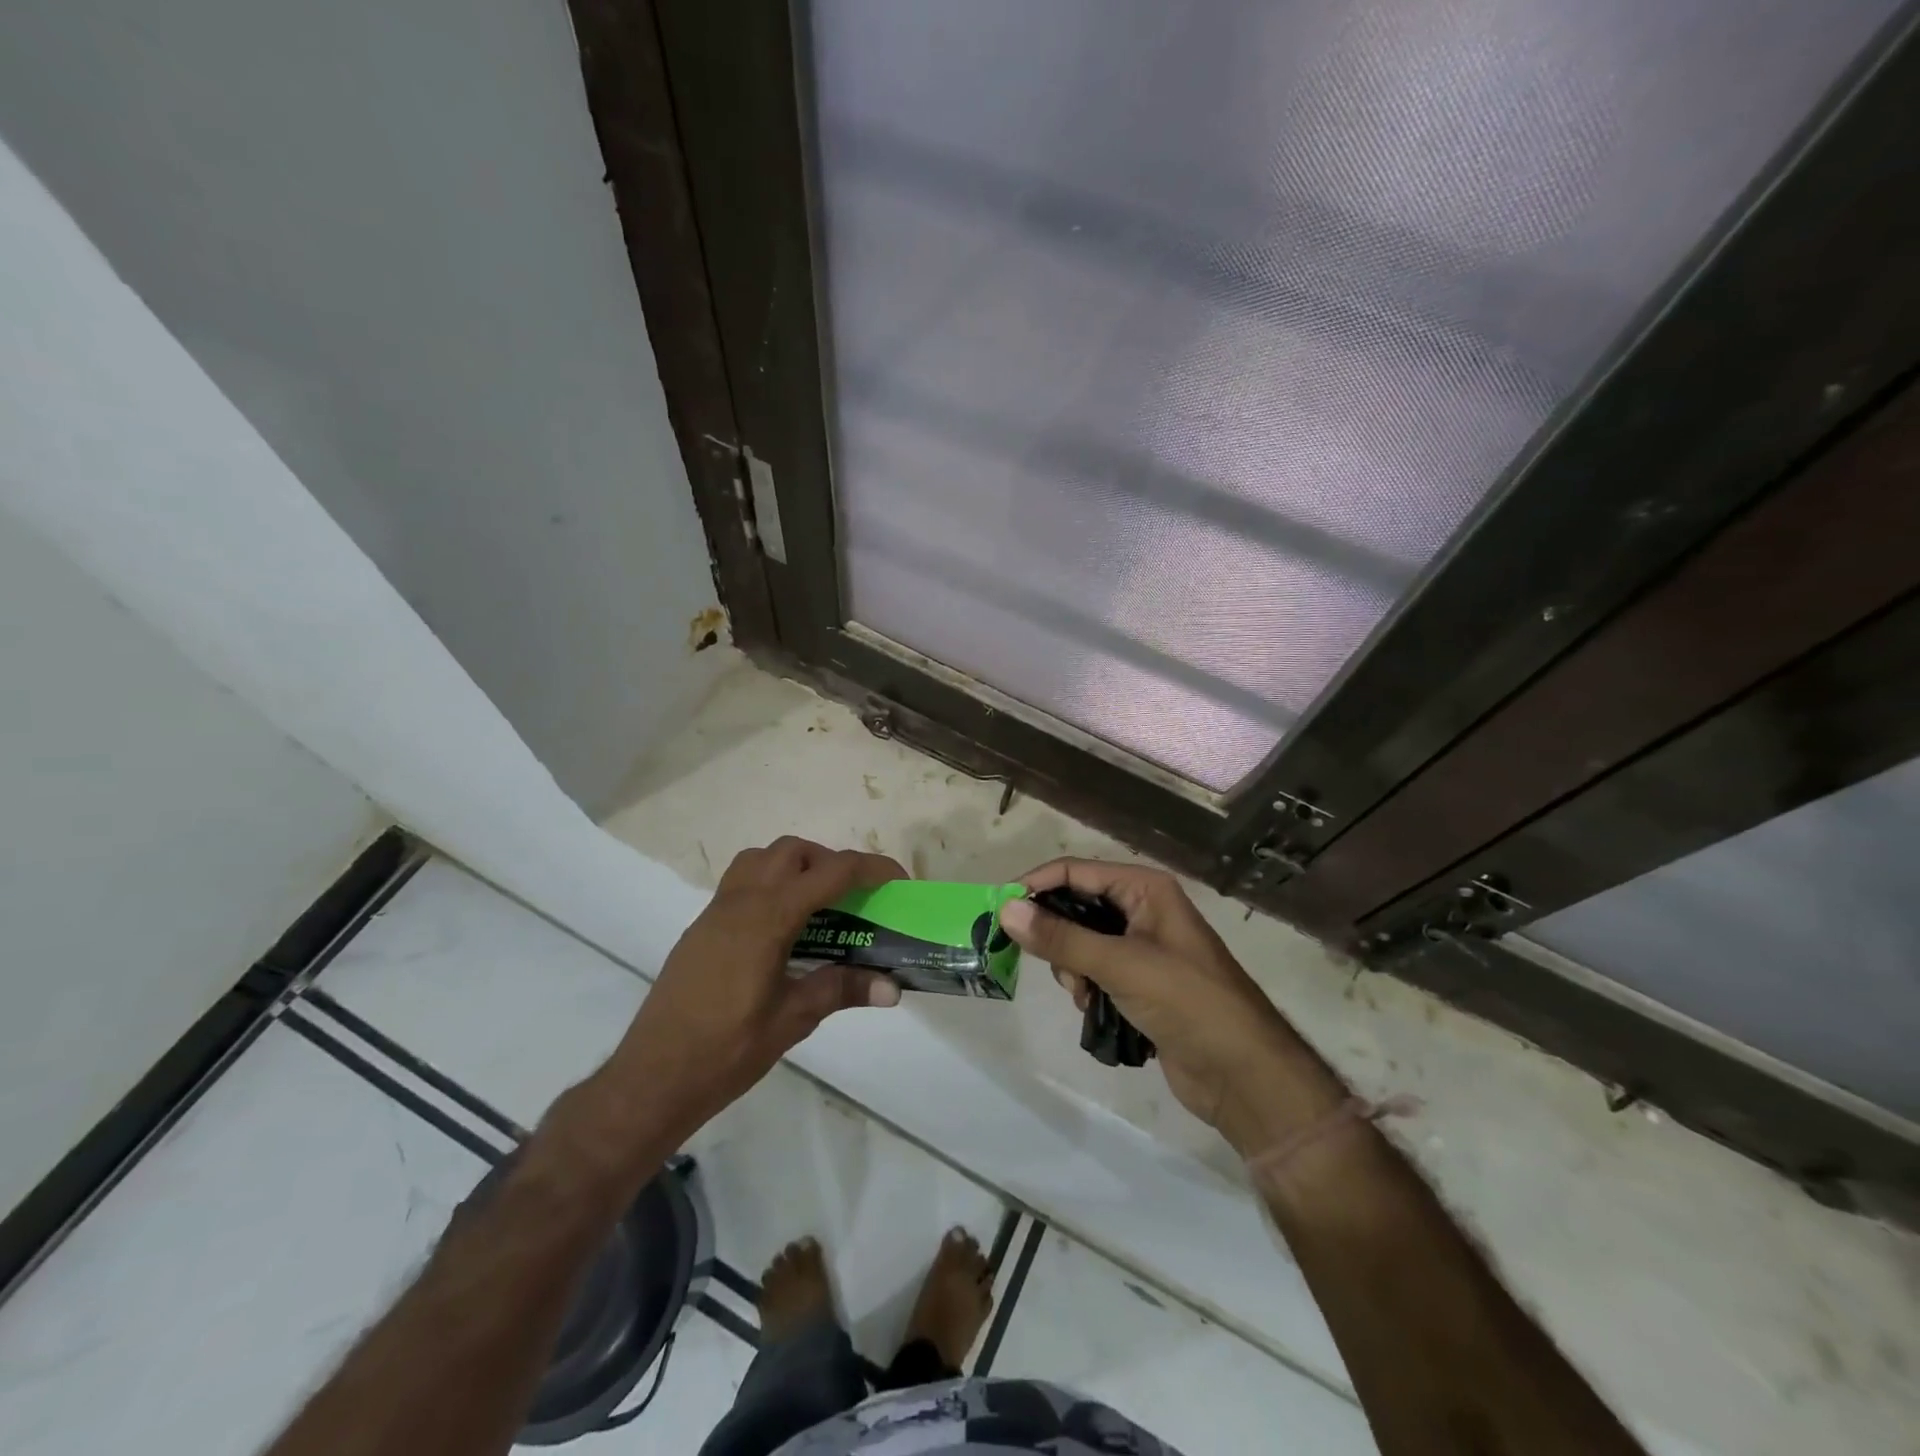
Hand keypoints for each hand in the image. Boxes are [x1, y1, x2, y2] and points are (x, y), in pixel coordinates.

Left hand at [603, 837, 905, 1138]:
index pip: (831, 872)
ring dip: (796, 866)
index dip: (871, 869)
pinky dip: (770, 884)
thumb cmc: (726, 1050)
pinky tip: (782, 930)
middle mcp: (741, 901)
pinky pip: (741, 881)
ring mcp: (715, 911)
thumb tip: (892, 987)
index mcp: (768, 917)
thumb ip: (842, 990)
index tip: (898, 883)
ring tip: (818, 906)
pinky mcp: (701, 928)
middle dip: (831, 862)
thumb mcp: (793, 1019)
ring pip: (761, 858)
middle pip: (793, 851)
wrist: (652, 1077)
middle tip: (854, 898)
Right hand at [999, 859, 1345, 1152]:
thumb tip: (1006, 909)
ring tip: (1083, 992)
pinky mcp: (1140, 982)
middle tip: (1048, 962)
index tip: (998, 910)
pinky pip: (1094, 970)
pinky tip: (1093, 1007)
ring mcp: (1142, 947)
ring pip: (1081, 942)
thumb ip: (1061, 938)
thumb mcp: (1120, 964)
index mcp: (1145, 889)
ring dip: (1072, 966)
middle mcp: (1142, 909)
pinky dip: (1086, 986)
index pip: (1076, 871)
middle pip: (1076, 905)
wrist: (1243, 1074)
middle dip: (1057, 934)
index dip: (1036, 886)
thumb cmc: (1188, 1002)